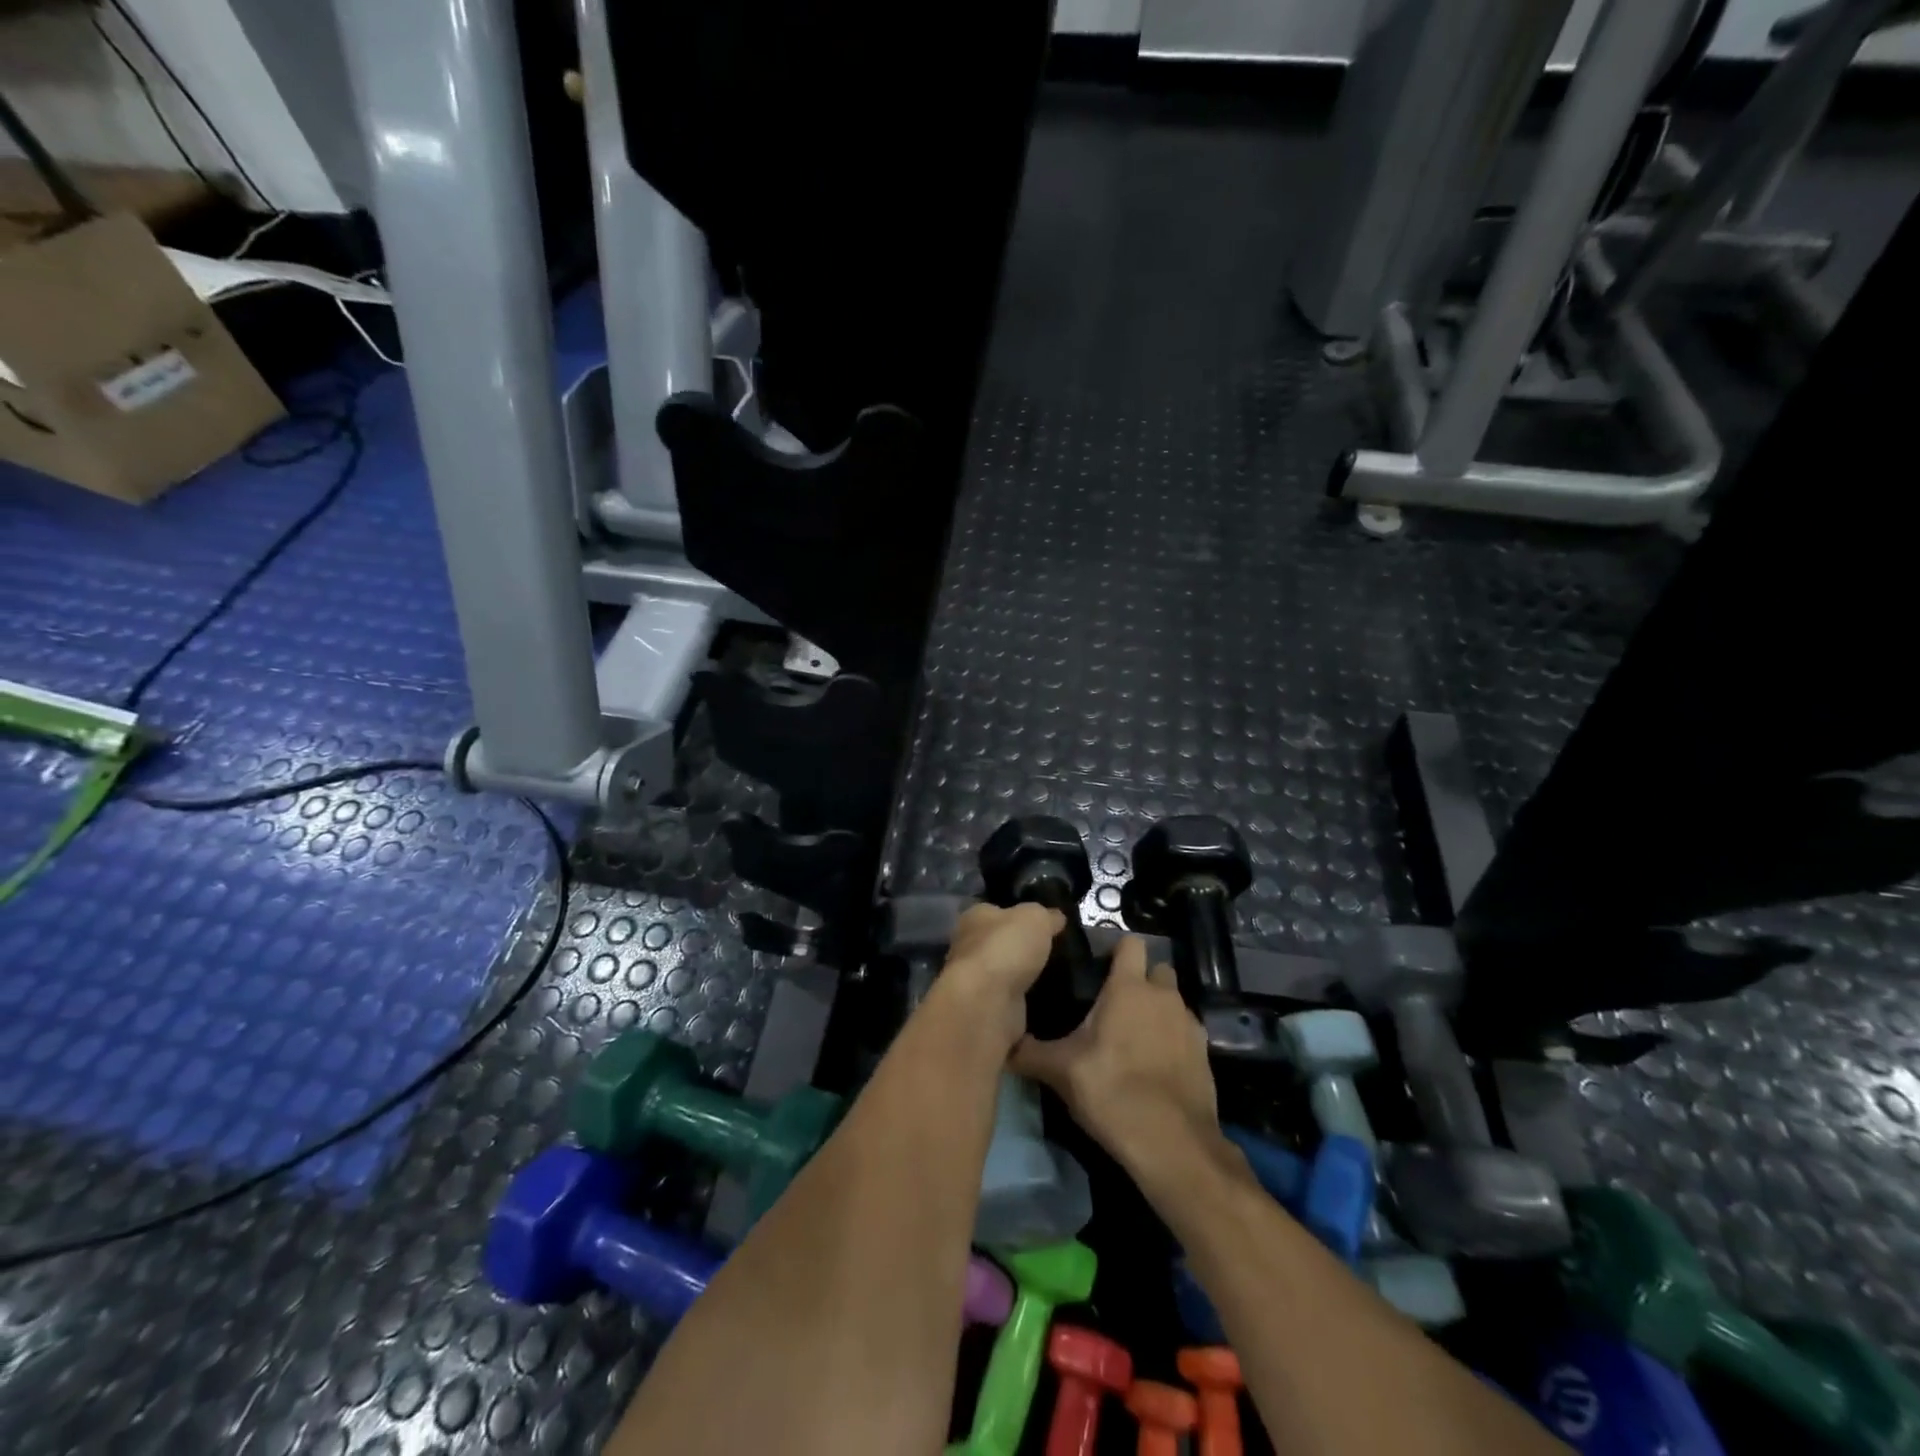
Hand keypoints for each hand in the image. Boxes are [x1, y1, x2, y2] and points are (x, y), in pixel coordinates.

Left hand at [932, 902, 1065, 1054]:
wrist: (988, 1002)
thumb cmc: (1006, 947)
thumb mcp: (1035, 917)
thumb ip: (1046, 915)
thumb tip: (1056, 917)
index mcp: (974, 917)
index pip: (996, 910)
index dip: (1018, 914)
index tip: (1043, 923)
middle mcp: (968, 946)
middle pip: (999, 942)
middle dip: (1021, 947)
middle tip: (1054, 951)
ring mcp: (975, 980)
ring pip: (1005, 973)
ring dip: (1024, 976)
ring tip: (1057, 976)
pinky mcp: (986, 1008)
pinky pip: (1011, 1000)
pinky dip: (1025, 1000)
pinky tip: (1047, 1000)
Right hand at [1009, 937, 1229, 1189]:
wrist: (1173, 1144)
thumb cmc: (1112, 1091)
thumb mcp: (1061, 1072)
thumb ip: (1031, 1053)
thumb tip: (1003, 1045)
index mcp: (1129, 987)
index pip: (1131, 942)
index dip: (1116, 949)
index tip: (1099, 966)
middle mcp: (1164, 995)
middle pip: (1157, 969)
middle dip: (1141, 979)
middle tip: (1114, 1004)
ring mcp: (1189, 1023)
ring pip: (1172, 1001)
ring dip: (1157, 1010)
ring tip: (1133, 1038)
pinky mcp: (1205, 1053)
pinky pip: (1185, 1031)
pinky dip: (1172, 1040)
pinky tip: (1155, 1066)